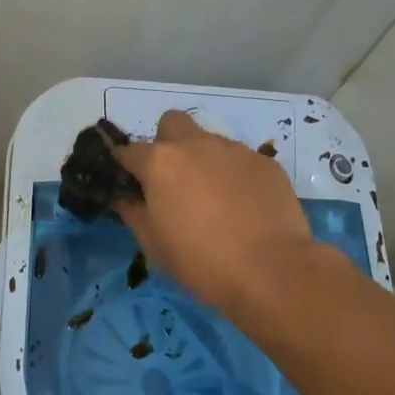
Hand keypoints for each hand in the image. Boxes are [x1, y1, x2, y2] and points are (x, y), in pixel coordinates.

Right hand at [115, 110, 317, 309]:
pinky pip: (241, 161)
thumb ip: (133, 213)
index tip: (128, 182)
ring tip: (216, 200)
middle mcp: (196, 144)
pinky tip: (245, 206)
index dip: (125, 166)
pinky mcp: (266, 162)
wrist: (271, 271)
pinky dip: (236, 176)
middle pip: (172, 123)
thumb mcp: (153, 245)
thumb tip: (123, 198)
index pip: (129, 151)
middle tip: (173, 179)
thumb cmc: (201, 261)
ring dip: (204, 161)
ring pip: (209, 142)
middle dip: (166, 142)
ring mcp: (234, 150)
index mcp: (160, 162)